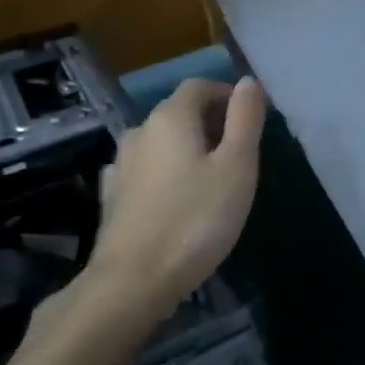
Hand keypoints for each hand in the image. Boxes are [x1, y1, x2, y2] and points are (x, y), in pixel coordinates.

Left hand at [85, 77, 265, 319]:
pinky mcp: (112, 196)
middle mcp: (140, 130)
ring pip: (162, 141)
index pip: (200, 86)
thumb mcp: (236, 167)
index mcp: (170, 117)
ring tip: (212, 176)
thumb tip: (249, 81)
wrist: (131, 283)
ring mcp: (121, 164)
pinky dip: (166, 171)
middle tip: (240, 151)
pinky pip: (146, 169)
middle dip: (211, 121)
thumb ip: (245, 120)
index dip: (227, 94)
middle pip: (179, 111)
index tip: (252, 117)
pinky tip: (176, 196)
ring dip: (188, 147)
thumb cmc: (195, 220)